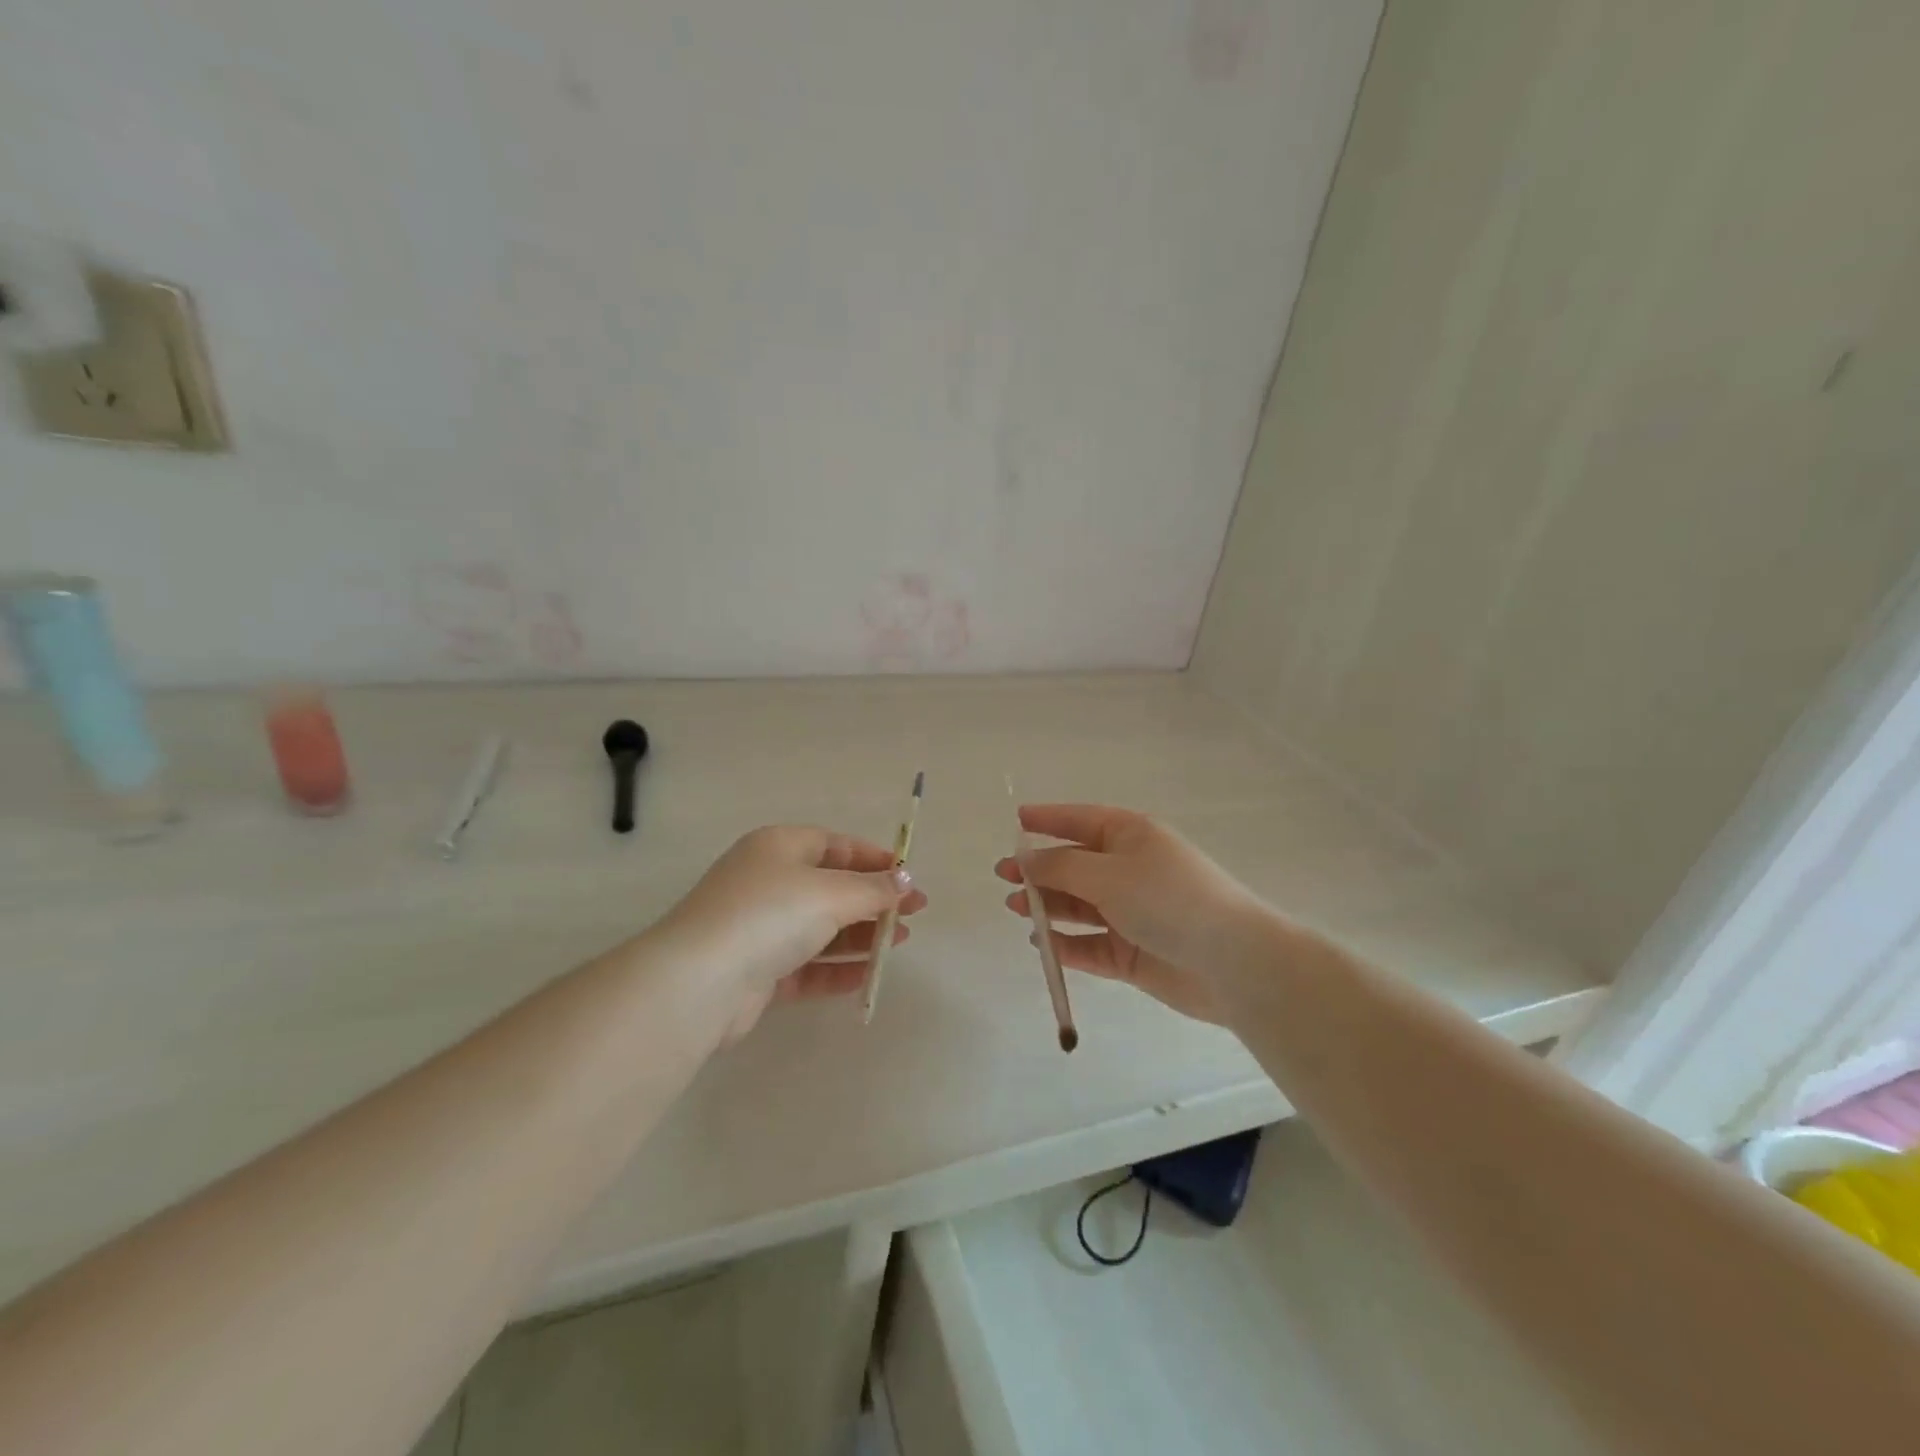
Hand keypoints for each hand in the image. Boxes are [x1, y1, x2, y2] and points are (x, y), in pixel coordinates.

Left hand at [663, 825, 926, 1039]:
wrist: (700, 982)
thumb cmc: (770, 914)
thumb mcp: (831, 893)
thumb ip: (873, 889)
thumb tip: (906, 881)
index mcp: (778, 847)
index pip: (835, 845)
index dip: (875, 860)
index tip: (909, 878)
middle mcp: (767, 882)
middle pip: (830, 887)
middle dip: (873, 900)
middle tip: (914, 915)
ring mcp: (759, 928)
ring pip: (820, 928)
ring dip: (860, 936)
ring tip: (900, 943)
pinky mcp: (756, 971)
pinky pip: (805, 966)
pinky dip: (836, 969)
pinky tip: (868, 977)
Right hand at [995, 804, 1265, 1024]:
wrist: (1231, 961)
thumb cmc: (1167, 899)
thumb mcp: (1107, 874)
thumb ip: (1060, 868)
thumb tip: (1026, 860)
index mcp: (1131, 836)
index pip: (1081, 820)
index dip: (1048, 819)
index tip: (1016, 820)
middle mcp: (1130, 870)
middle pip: (1075, 865)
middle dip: (1039, 870)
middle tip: (1004, 877)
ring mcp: (1132, 912)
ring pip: (1080, 906)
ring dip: (1048, 906)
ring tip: (1017, 909)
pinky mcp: (1133, 952)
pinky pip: (1090, 945)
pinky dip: (1067, 944)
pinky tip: (1043, 944)